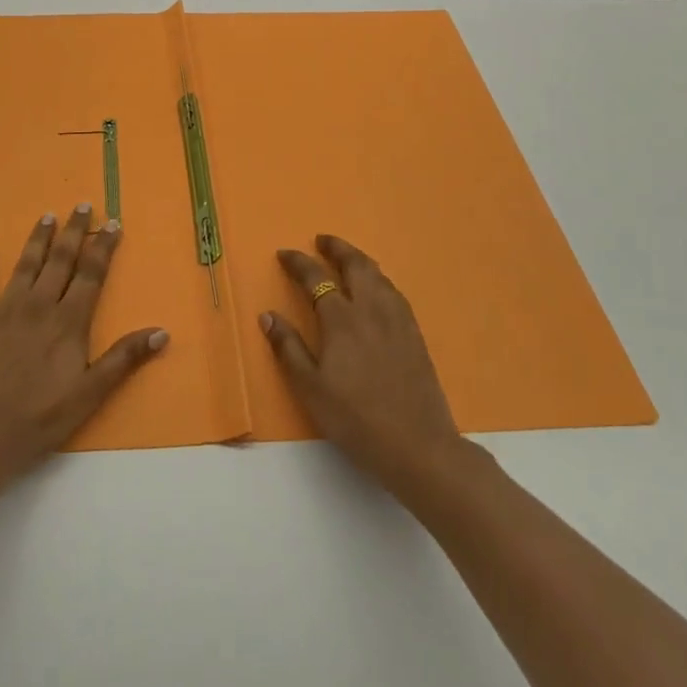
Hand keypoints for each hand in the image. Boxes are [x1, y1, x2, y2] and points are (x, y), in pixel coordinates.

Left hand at [0, 205, 167, 480]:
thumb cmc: (39, 418)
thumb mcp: (90, 394)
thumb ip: (123, 359)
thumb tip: (161, 331)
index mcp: (68, 321)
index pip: (91, 274)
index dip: (103, 247)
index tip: (112, 222)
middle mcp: (38, 305)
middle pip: (60, 260)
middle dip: (74, 231)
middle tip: (82, 205)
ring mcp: (3, 308)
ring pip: (25, 264)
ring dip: (37, 239)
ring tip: (47, 216)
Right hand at [261, 235, 475, 498]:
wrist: (418, 445)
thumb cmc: (355, 418)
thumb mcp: (310, 388)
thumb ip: (288, 348)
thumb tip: (268, 315)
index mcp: (341, 319)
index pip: (316, 278)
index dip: (299, 263)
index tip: (285, 254)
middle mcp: (371, 310)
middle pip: (356, 265)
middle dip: (337, 248)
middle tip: (322, 240)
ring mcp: (398, 321)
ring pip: (379, 276)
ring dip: (360, 260)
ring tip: (348, 260)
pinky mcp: (415, 335)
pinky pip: (394, 292)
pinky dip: (379, 279)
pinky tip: (378, 290)